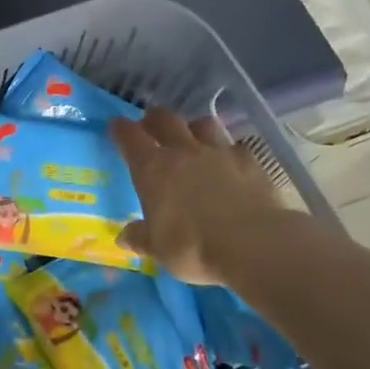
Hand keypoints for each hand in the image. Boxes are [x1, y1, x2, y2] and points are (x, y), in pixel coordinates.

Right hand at [110, 110, 288, 285]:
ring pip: (202, 124)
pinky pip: (234, 146)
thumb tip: (125, 236)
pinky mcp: (250, 161)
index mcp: (152, 169)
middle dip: (154, 119)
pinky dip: (227, 151)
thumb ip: (140, 238)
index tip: (116, 127)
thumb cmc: (193, 247)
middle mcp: (183, 152)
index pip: (130, 138)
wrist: (253, 243)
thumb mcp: (158, 249)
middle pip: (165, 119)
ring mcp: (219, 152)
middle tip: (150, 127)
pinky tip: (228, 163)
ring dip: (192, 128)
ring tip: (192, 139)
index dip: (121, 130)